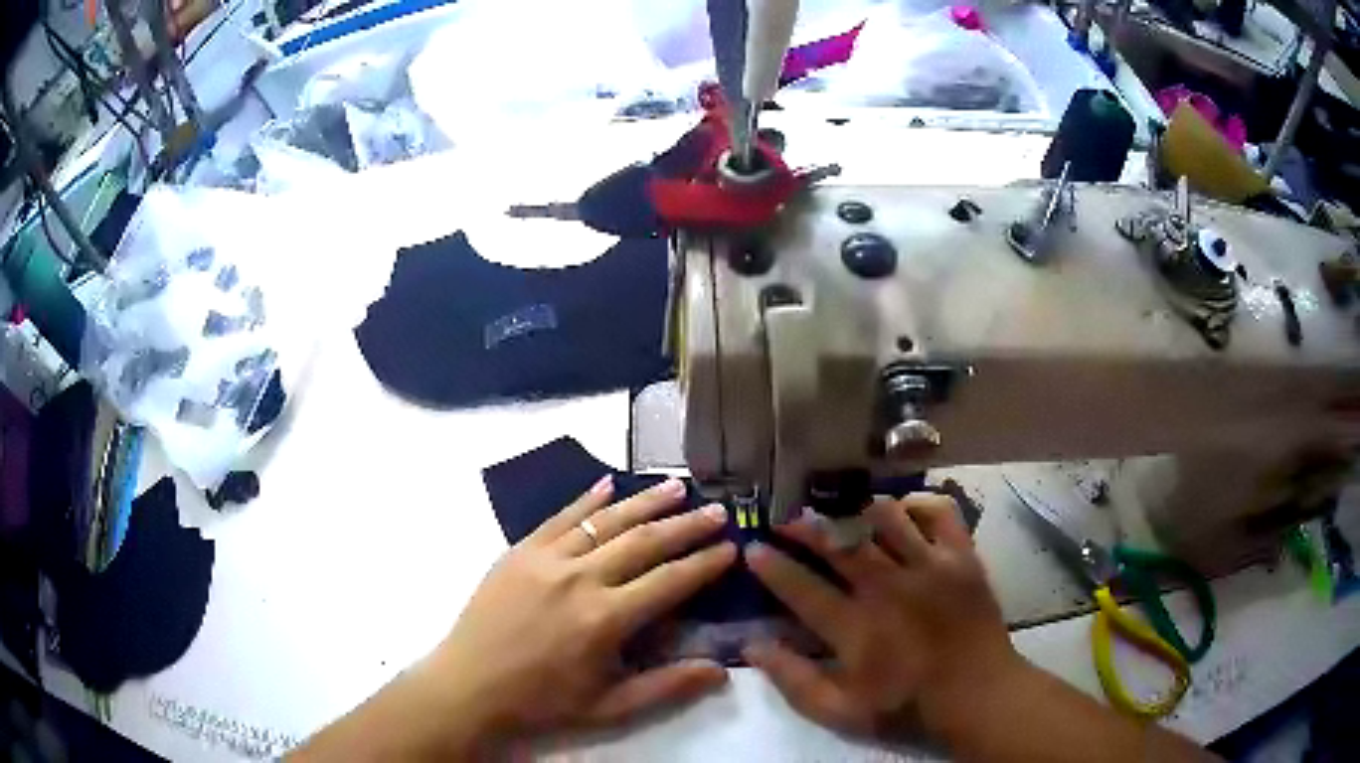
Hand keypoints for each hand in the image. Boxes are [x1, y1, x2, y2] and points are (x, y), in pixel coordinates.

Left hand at [429, 477, 736, 746]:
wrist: (469, 685)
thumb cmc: (542, 702)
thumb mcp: (610, 707)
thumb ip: (667, 686)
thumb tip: (721, 669)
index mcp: (605, 619)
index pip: (669, 581)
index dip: (704, 563)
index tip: (731, 547)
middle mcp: (580, 579)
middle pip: (644, 541)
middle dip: (686, 525)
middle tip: (718, 510)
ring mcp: (546, 559)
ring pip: (605, 521)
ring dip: (645, 501)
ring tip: (677, 486)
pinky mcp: (520, 551)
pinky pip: (560, 517)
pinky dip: (587, 499)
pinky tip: (609, 483)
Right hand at [743, 494, 1023, 741]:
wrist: (977, 693)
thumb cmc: (906, 706)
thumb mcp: (840, 711)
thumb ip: (793, 679)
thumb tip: (752, 646)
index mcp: (857, 628)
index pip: (801, 588)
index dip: (772, 566)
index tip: (752, 549)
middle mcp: (889, 587)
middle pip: (838, 542)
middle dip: (804, 526)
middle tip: (785, 519)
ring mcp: (930, 565)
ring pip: (885, 518)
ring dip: (855, 511)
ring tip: (840, 512)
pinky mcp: (962, 555)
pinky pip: (938, 512)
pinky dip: (917, 505)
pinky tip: (902, 512)